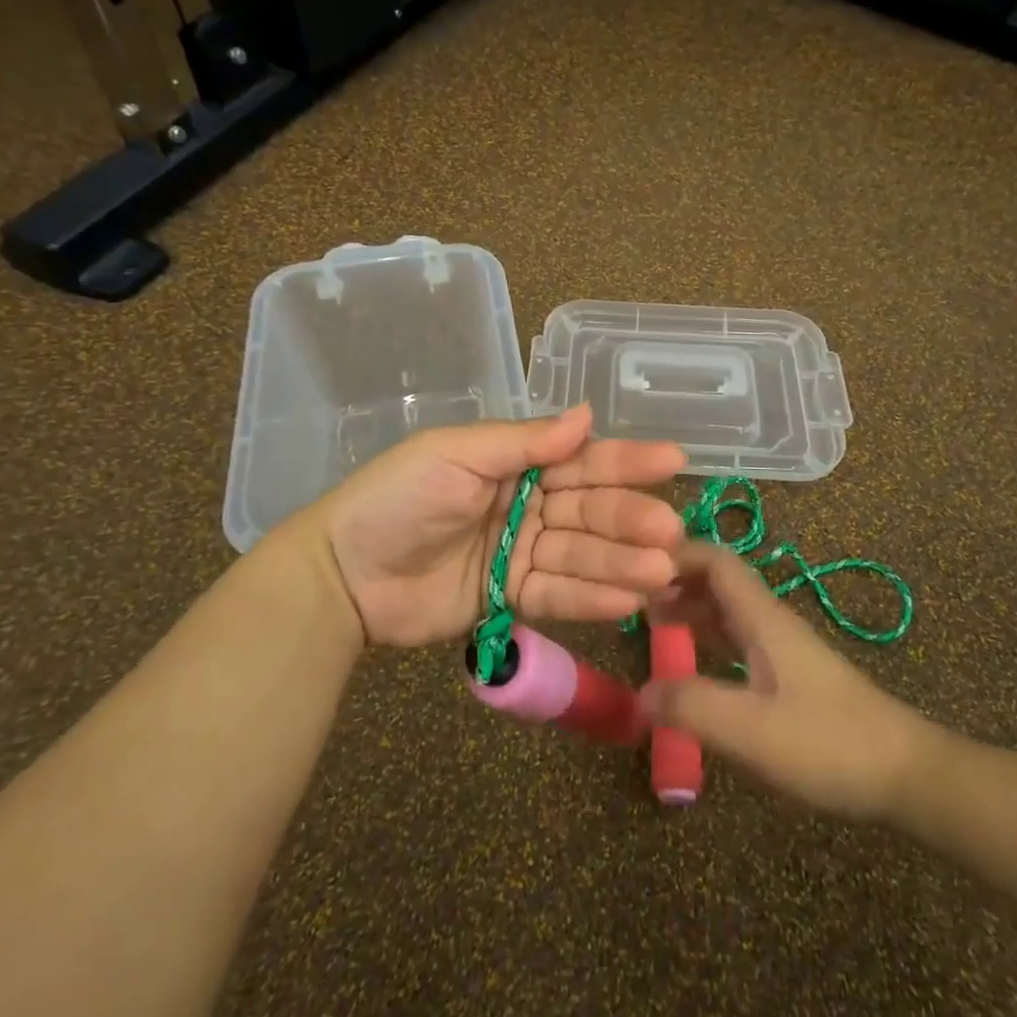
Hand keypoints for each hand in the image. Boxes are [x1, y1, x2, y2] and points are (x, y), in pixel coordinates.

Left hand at [317, 403, 686, 648]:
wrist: (343, 572)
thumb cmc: (397, 498)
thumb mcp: (455, 454)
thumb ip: (522, 442)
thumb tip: (587, 415)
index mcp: (514, 463)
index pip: (579, 459)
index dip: (625, 460)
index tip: (672, 460)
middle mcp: (526, 505)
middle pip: (588, 510)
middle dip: (628, 519)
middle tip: (669, 531)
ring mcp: (521, 553)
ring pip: (580, 555)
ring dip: (620, 562)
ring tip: (659, 571)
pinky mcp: (511, 598)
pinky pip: (557, 595)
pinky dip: (590, 597)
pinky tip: (627, 600)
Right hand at [639, 543, 943, 820]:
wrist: (908, 777)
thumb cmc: (829, 744)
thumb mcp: (751, 729)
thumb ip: (691, 706)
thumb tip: (637, 694)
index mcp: (762, 618)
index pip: (716, 561)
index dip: (676, 553)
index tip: (632, 565)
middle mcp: (770, 623)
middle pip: (718, 582)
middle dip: (674, 579)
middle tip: (628, 595)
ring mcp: (782, 650)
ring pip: (726, 611)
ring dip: (688, 607)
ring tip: (647, 620)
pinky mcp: (789, 678)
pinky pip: (736, 641)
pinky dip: (706, 639)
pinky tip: (690, 661)